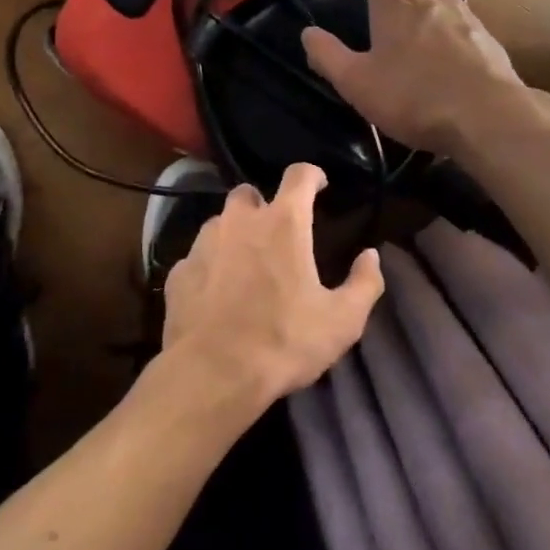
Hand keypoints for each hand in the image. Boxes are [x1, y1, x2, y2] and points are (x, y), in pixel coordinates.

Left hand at [159, 163, 384, 412]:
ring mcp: (203, 245)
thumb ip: (365, 283)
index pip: (299, 175)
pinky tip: (217, 293)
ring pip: (220, 223)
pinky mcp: (179, 272)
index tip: (319, 184)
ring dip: (234, 234)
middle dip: (263, 204)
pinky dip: (210, 266)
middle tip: (277, 232)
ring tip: (246, 263)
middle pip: (249, 193)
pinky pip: (197, 257)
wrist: (213, 374)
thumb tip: (371, 256)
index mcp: (284, 223)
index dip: (312, 175)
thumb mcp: (343, 320)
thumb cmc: (284, 341)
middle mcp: (240, 222)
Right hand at [300, 0, 524, 156]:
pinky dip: (445, 27)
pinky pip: (460, 19)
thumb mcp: (357, 83)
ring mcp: (465, 13)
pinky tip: (442, 57)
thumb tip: (308, 33)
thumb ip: (328, 56)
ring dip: (422, 1)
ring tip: (410, 31)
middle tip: (380, 0)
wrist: (487, 115)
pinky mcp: (487, 37)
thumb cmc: (413, 96)